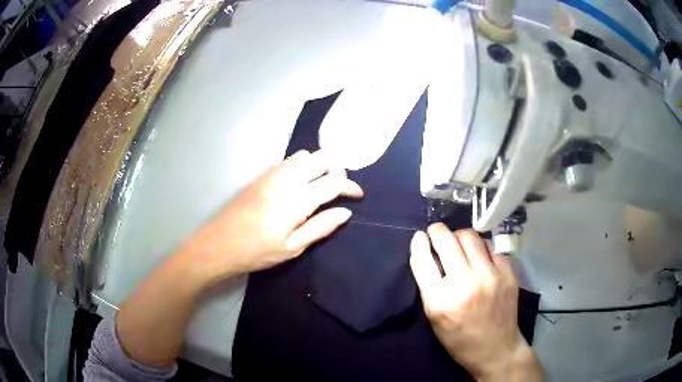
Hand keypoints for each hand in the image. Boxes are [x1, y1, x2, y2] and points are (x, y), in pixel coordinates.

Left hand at [180, 149, 362, 285]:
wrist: (219, 243)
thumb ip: (320, 228)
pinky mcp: (262, 174)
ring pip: (306, 155)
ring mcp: (272, 173)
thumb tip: (345, 212)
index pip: (333, 182)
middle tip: (340, 189)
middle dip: (338, 169)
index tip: (357, 196)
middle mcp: (287, 179)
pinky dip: (303, 165)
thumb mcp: (292, 248)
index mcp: (297, 200)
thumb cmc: (256, 251)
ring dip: (320, 165)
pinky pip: (289, 159)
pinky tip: (299, 182)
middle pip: (322, 158)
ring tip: (321, 185)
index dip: (350, 187)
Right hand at [410, 224, 541, 380]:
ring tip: (458, 243)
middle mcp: (466, 284)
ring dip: (459, 236)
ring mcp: (490, 276)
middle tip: (436, 232)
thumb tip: (426, 251)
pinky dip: (480, 246)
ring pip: (470, 236)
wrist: (495, 349)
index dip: (419, 243)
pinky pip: (491, 246)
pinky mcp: (508, 273)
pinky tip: (478, 255)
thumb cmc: (458, 338)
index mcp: (440, 301)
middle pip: (447, 240)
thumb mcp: (434, 317)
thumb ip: (429, 285)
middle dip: (438, 231)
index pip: (423, 260)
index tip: (419, 236)